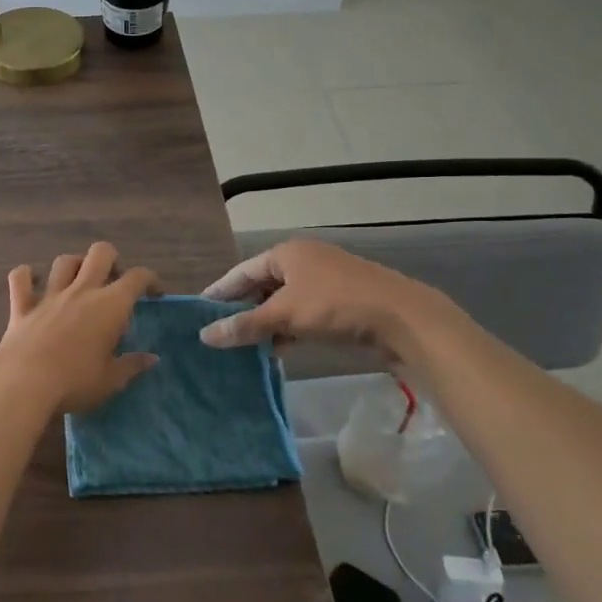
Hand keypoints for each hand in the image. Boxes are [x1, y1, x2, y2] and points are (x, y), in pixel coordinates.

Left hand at [0, 243, 160, 415]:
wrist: (24, 382)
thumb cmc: (75, 382)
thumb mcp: (111, 381)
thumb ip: (132, 366)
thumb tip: (152, 358)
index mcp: (110, 306)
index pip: (137, 278)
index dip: (150, 279)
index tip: (155, 293)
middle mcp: (82, 291)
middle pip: (100, 253)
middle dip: (111, 259)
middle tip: (114, 281)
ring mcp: (50, 295)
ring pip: (64, 261)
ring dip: (74, 265)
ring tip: (78, 280)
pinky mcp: (22, 306)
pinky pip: (21, 278)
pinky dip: (26, 275)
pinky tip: (31, 281)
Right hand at [197, 238, 463, 371]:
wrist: (403, 319)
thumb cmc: (337, 306)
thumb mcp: (286, 315)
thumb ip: (245, 326)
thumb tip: (205, 336)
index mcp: (288, 253)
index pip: (242, 271)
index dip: (220, 291)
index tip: (199, 311)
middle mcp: (304, 261)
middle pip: (263, 285)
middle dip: (243, 309)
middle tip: (218, 332)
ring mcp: (325, 281)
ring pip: (284, 301)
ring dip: (266, 322)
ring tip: (242, 345)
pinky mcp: (341, 303)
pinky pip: (303, 313)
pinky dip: (288, 328)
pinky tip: (276, 349)